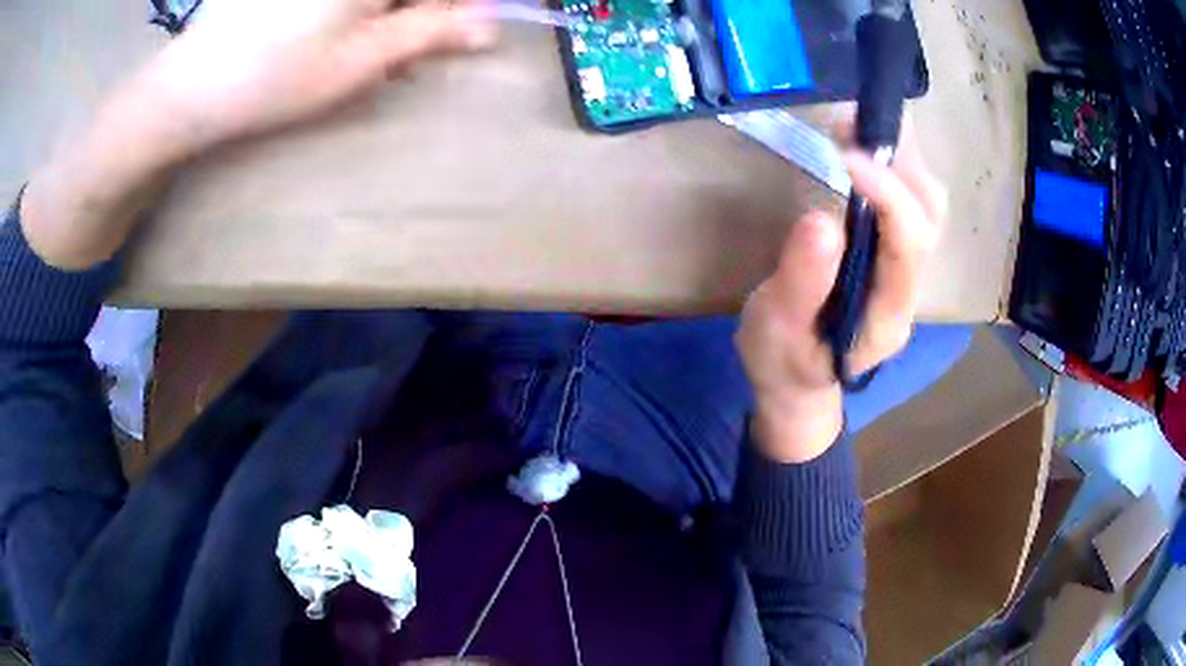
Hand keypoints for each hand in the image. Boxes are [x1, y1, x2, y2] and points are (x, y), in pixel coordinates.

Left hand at [135, 0, 497, 155]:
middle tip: (409, 54)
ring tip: (375, 53)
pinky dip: (359, 10)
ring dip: (391, 12)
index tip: (468, 29)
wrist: (189, 86)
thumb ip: (431, 33)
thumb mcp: (361, 60)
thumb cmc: (276, 77)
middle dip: (422, 10)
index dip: (463, 5)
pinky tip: (345, 33)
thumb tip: (489, 26)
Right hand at [736, 119, 945, 462]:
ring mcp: (904, 271)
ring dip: (903, 159)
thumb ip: (800, 284)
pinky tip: (862, 148)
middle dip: (905, 165)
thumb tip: (821, 221)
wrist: (796, 384)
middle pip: (932, 219)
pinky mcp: (891, 255)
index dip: (889, 196)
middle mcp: (908, 288)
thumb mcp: (777, 331)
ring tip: (858, 127)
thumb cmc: (784, 362)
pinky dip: (893, 166)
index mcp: (887, 314)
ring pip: (928, 206)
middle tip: (858, 125)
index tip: (849, 157)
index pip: (908, 246)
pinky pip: (909, 203)